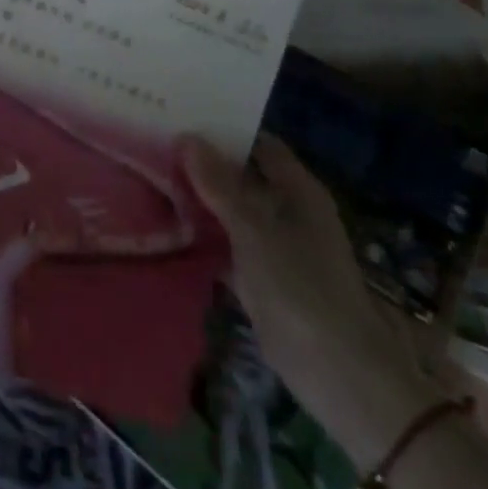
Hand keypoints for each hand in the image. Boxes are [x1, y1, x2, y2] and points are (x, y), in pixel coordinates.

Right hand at [181, 133, 444, 462]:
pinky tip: (165, 221)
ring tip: (150, 172)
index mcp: (298, 190)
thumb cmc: (302, 288)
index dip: (224, 128)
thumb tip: (186, 136)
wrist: (337, 374)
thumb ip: (219, 184)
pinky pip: (225, 241)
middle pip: (241, 174)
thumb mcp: (255, 229)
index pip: (258, 143)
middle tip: (156, 141)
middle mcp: (287, 210)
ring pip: (230, 208)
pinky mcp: (259, 274)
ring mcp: (273, 243)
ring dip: (199, 196)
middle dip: (203, 161)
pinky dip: (202, 231)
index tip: (182, 114)